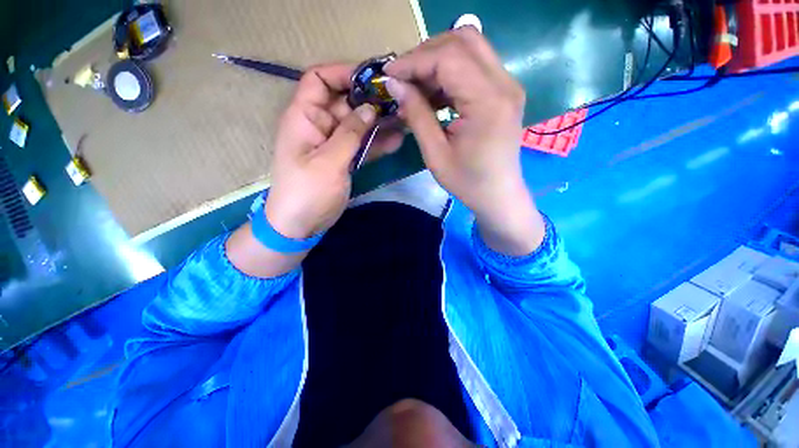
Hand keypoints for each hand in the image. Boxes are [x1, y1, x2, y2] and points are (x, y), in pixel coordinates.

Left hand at [265, 64, 400, 238]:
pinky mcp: (343, 159)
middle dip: (370, 100)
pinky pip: (361, 145)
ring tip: (404, 120)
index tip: (373, 78)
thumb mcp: (329, 161)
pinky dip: (377, 143)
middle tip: (399, 102)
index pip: (319, 79)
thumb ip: (350, 133)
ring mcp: (333, 143)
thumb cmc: (308, 192)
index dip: (344, 73)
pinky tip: (397, 141)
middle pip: (345, 102)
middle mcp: (319, 125)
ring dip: (378, 122)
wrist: (301, 224)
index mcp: (305, 117)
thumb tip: (370, 108)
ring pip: (357, 124)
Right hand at [384, 27, 544, 254]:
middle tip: (403, 79)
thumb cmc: (467, 182)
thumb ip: (416, 115)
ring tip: (415, 87)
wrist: (498, 195)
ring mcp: (508, 84)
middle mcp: (504, 84)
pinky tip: (435, 94)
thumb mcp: (435, 154)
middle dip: (425, 54)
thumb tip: (395, 84)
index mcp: (488, 102)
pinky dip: (450, 72)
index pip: (448, 57)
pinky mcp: (504, 91)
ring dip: (437, 60)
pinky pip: (474, 65)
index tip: (389, 75)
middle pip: (462, 40)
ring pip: (469, 47)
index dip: (414, 61)